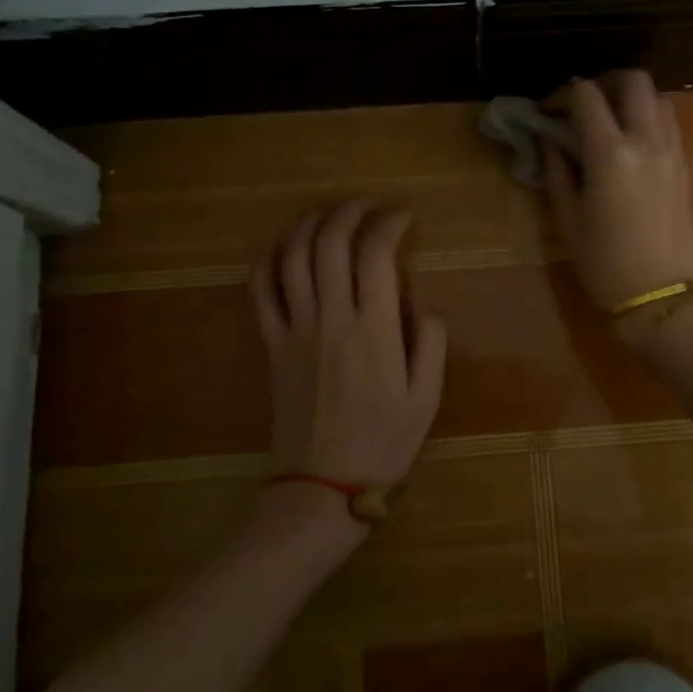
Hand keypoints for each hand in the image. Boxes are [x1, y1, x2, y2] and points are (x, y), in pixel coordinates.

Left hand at [252, 201, 447, 491]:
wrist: (322, 485)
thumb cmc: (383, 442)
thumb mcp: (427, 398)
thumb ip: (432, 342)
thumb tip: (423, 303)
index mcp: (375, 329)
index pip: (377, 254)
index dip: (390, 224)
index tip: (403, 217)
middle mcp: (332, 318)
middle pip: (331, 243)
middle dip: (350, 212)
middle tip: (367, 206)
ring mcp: (296, 329)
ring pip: (294, 258)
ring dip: (311, 225)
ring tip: (330, 215)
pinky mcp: (272, 344)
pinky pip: (260, 292)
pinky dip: (269, 261)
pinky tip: (283, 248)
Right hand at [542, 71, 692, 333]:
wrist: (661, 298)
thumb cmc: (605, 264)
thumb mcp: (568, 219)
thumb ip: (558, 170)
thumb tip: (549, 139)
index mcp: (611, 154)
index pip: (587, 96)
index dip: (562, 94)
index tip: (548, 112)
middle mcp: (647, 142)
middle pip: (634, 80)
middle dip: (604, 81)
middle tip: (583, 104)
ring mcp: (672, 152)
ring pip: (658, 97)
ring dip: (631, 97)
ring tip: (609, 121)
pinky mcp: (685, 167)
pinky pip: (670, 123)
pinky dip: (649, 117)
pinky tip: (630, 143)